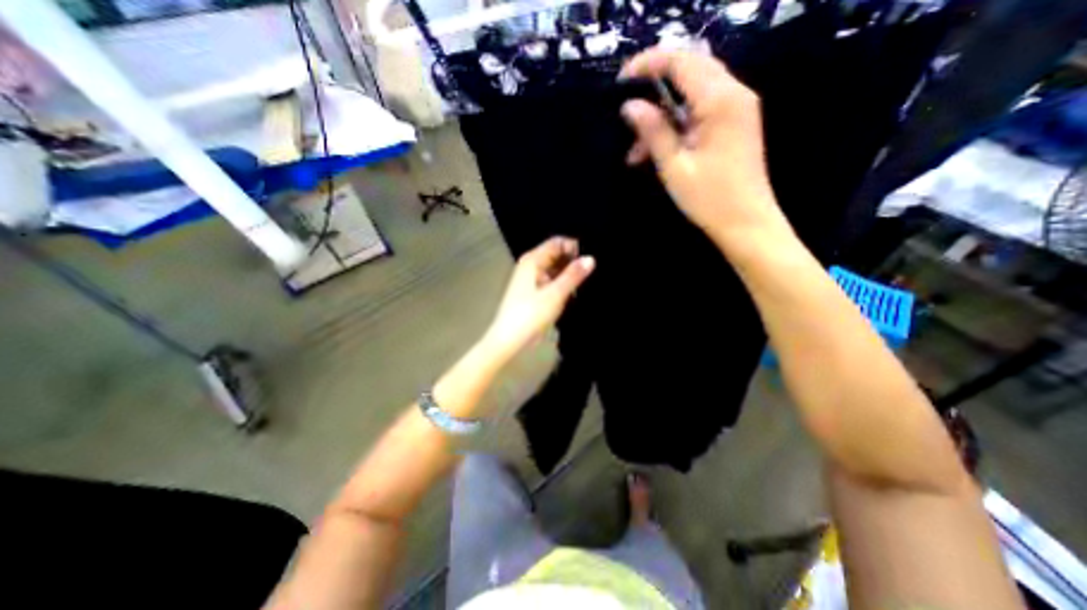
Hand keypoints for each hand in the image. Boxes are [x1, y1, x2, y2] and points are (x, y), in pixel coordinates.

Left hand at [481, 236, 593, 361]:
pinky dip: (562, 284)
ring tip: (587, 281)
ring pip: (555, 269)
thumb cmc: (530, 315)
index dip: (575, 247)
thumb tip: (591, 258)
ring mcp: (532, 279)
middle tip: (593, 271)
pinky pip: (552, 281)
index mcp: (533, 260)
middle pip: (556, 255)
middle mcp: (531, 265)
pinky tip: (574, 292)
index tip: (591, 259)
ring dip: (569, 274)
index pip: (557, 242)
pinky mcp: (534, 292)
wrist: (509, 340)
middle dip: (573, 261)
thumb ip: (573, 275)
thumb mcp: (555, 294)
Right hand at [624, 48, 795, 253]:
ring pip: (692, 92)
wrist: (747, 223)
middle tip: (625, 109)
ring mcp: (736, 108)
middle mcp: (733, 93)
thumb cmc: (709, 199)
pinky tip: (655, 149)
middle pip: (688, 69)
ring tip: (635, 148)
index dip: (647, 65)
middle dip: (653, 86)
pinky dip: (675, 124)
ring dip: (661, 114)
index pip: (680, 61)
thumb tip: (629, 105)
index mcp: (720, 100)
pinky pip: (700, 110)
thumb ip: (653, 131)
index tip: (619, 82)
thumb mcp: (674, 167)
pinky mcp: (733, 123)